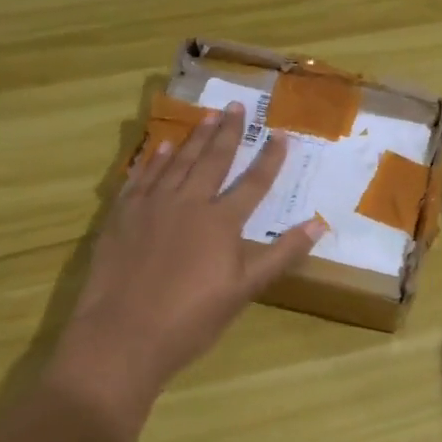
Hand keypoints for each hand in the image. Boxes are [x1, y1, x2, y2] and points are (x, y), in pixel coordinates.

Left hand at [48, 102, 323, 427]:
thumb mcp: (244, 289)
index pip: (253, 183)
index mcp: (221, 222)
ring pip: (176, 162)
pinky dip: (152, 160)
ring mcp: (150, 206)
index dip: (270, 159)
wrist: (122, 336)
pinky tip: (160, 147)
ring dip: (194, 138)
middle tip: (237, 106)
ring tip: (208, 116)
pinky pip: (140, 177)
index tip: (281, 135)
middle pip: (212, 160)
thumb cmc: (192, 319)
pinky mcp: (121, 216)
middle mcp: (187, 203)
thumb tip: (319, 224)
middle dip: (228, 132)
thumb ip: (281, 253)